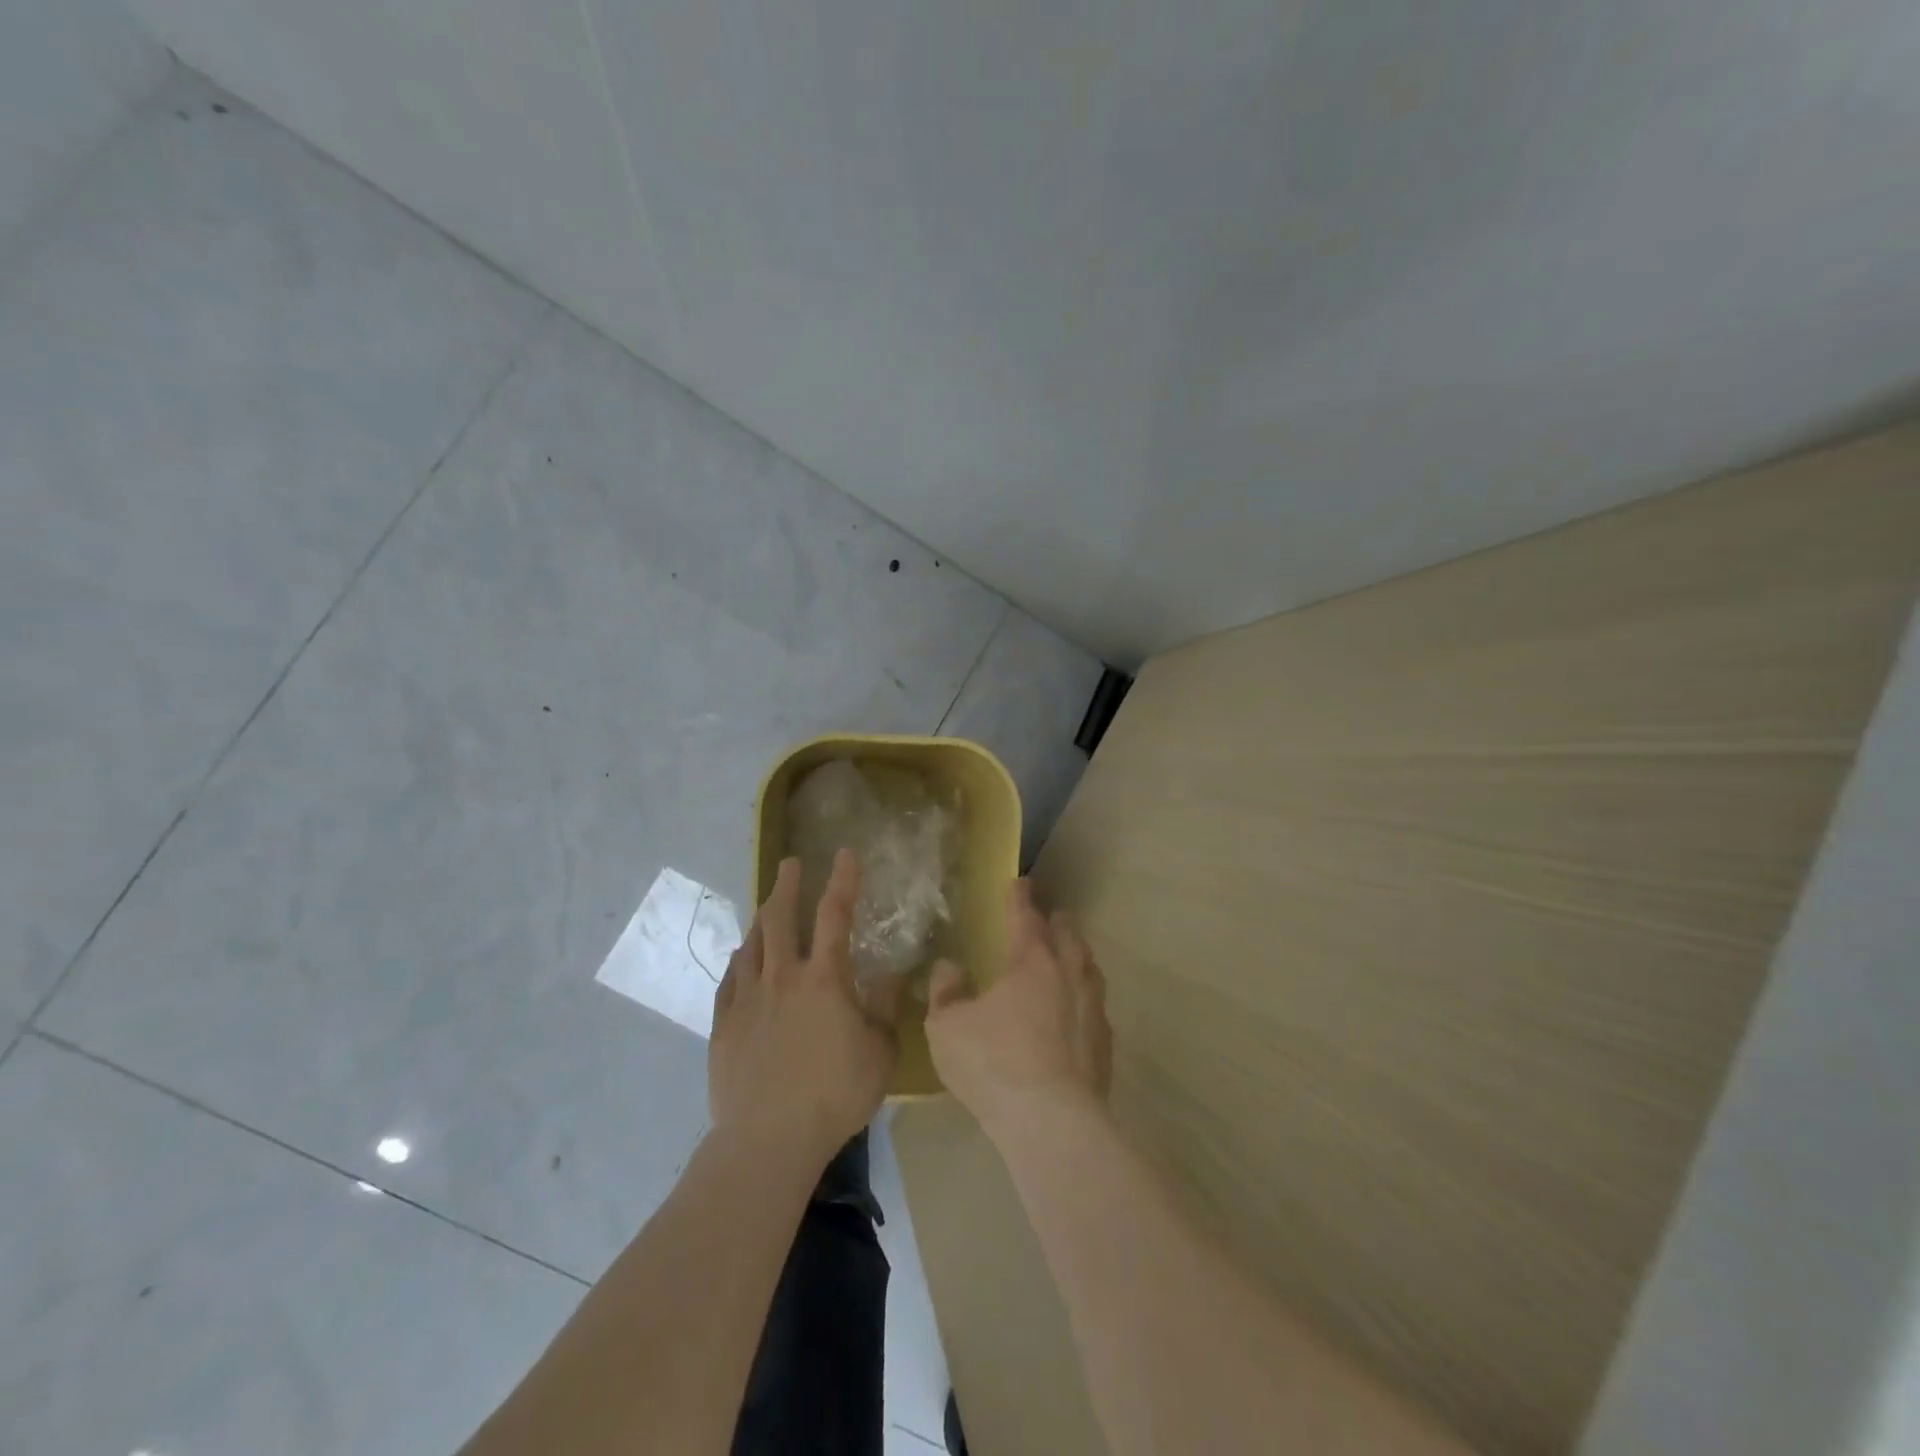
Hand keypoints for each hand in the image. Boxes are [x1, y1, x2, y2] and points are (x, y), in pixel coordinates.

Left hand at [709, 850, 899, 1167]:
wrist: (768, 1138)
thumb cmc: (835, 1094)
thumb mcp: (880, 1051)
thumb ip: (885, 1008)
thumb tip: (894, 974)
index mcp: (824, 978)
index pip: (835, 915)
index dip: (842, 880)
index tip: (844, 853)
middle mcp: (782, 977)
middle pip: (780, 918)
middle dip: (787, 885)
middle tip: (790, 863)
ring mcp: (748, 999)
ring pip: (751, 944)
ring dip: (761, 919)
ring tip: (766, 906)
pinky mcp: (724, 1025)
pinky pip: (730, 980)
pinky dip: (739, 961)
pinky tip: (741, 958)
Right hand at [925, 879, 1112, 1137]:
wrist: (1052, 1122)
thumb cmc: (993, 1064)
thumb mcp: (947, 1027)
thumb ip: (945, 992)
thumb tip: (949, 968)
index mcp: (1032, 962)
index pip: (1026, 918)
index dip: (1021, 898)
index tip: (1021, 882)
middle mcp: (1068, 976)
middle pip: (1068, 937)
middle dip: (1058, 921)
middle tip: (1052, 915)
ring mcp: (1092, 1010)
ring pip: (1089, 969)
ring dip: (1078, 956)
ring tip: (1071, 956)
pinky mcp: (1104, 1045)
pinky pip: (1096, 1007)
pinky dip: (1086, 997)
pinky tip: (1079, 1011)